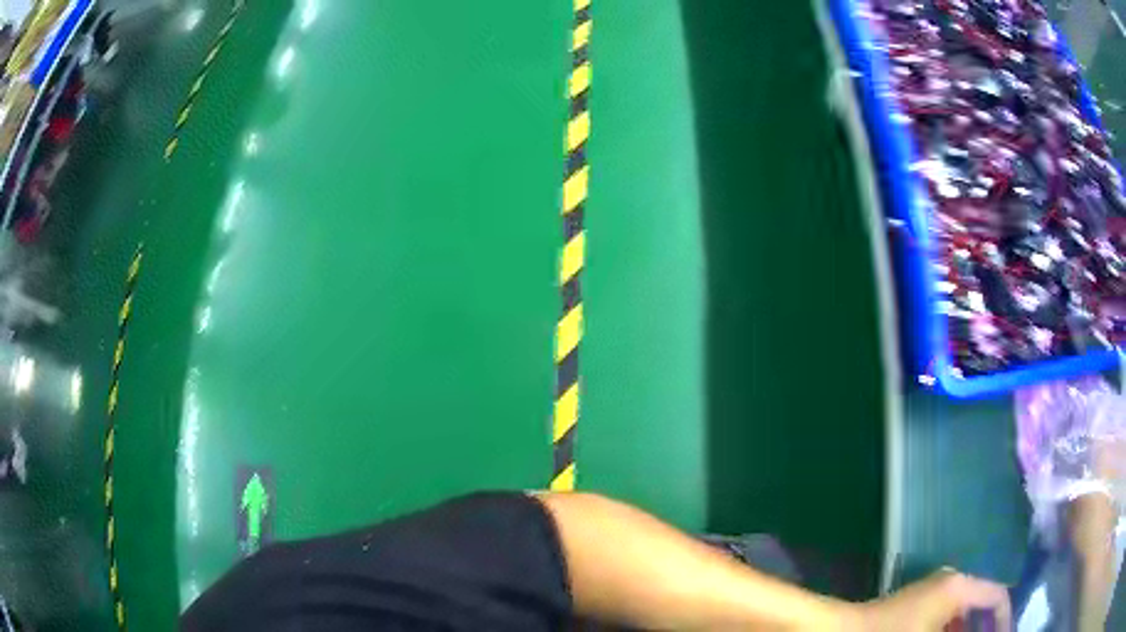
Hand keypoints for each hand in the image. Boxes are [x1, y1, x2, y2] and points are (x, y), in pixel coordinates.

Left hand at [859, 569, 1010, 631]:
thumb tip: (996, 631)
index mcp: (960, 586)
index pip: (998, 596)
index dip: (1005, 619)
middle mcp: (951, 581)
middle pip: (982, 604)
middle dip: (986, 627)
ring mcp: (933, 592)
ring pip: (963, 613)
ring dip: (969, 630)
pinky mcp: (918, 606)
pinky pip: (945, 619)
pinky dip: (953, 631)